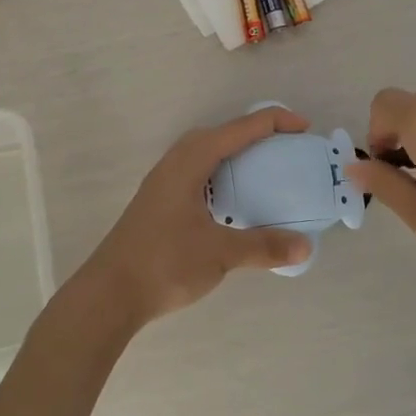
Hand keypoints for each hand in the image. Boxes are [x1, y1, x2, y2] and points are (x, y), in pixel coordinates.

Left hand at [73, 107, 315, 328]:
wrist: (109, 293)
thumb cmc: (164, 263)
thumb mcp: (220, 253)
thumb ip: (264, 246)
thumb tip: (305, 246)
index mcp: (191, 161)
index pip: (240, 129)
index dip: (274, 122)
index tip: (305, 129)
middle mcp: (176, 162)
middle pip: (221, 134)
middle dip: (255, 134)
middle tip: (286, 148)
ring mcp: (164, 181)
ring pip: (206, 153)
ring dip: (235, 154)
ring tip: (264, 170)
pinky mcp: (160, 201)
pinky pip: (198, 172)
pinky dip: (221, 174)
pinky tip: (232, 201)